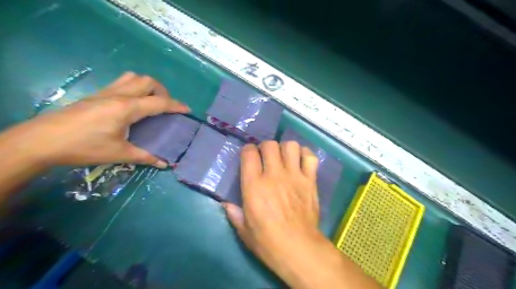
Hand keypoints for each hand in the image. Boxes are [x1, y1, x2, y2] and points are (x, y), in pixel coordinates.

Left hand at [9, 71, 188, 167]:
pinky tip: (132, 104)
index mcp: (127, 108)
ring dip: (147, 86)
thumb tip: (165, 164)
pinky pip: (121, 83)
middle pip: (147, 81)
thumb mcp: (119, 154)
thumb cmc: (84, 147)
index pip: (159, 103)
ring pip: (133, 77)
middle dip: (163, 91)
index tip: (187, 109)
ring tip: (151, 101)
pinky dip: (134, 88)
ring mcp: (106, 92)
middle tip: (166, 106)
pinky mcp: (96, 95)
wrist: (42, 141)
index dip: (176, 105)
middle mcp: (119, 95)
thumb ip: (145, 157)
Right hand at [224, 141, 379, 287]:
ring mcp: (294, 176)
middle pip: (269, 145)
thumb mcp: (244, 231)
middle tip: (266, 157)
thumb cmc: (268, 242)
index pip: (249, 153)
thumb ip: (234, 214)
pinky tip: (300, 161)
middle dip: (265, 147)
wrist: (299, 249)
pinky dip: (305, 155)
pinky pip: (310, 157)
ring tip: (284, 157)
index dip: (248, 150)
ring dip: (285, 148)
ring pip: (290, 146)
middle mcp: (274, 175)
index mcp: (254, 186)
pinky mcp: (310, 180)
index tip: (249, 156)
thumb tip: (225, 204)